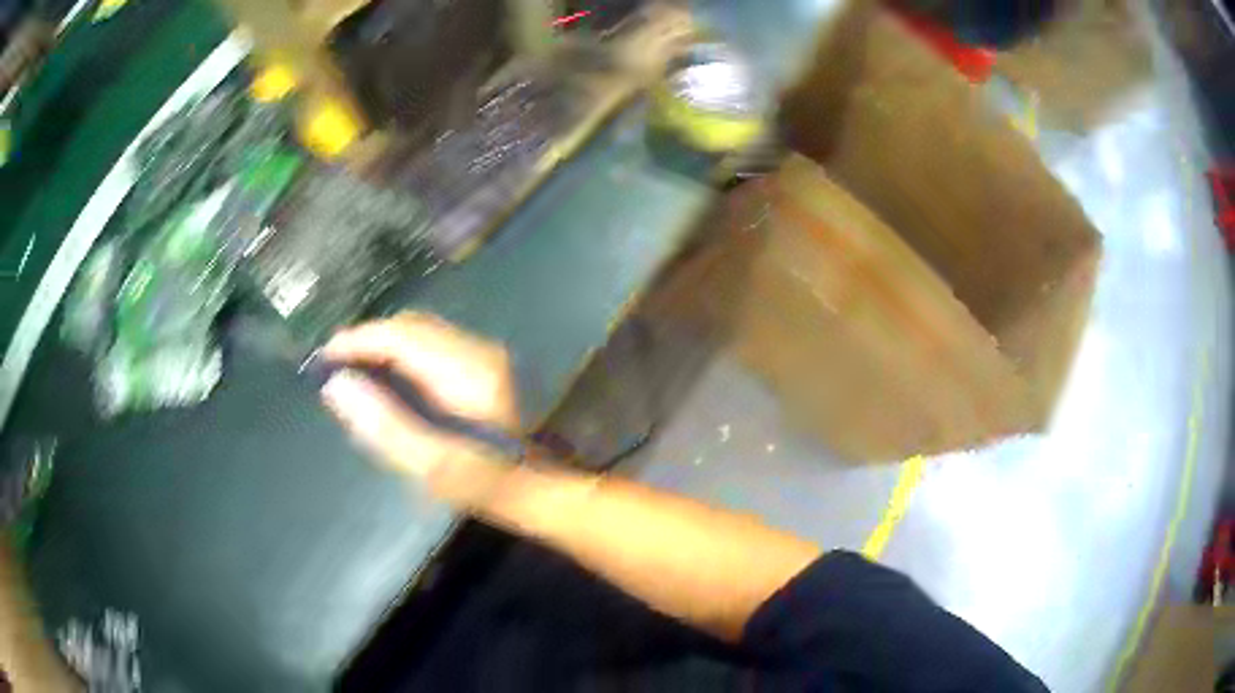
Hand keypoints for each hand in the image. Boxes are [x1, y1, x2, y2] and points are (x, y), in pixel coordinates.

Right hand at [319, 313, 520, 510]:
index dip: (358, 340)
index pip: (401, 335)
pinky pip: (428, 344)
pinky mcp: (478, 363)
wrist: (529, 486)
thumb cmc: (482, 482)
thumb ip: (384, 424)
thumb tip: (336, 385)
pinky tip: (384, 379)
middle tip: (334, 368)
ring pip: (417, 331)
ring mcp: (481, 353)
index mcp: (466, 370)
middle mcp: (476, 349)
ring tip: (352, 372)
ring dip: (382, 346)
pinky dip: (399, 354)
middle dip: (367, 340)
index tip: (325, 358)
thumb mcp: (431, 465)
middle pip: (409, 326)